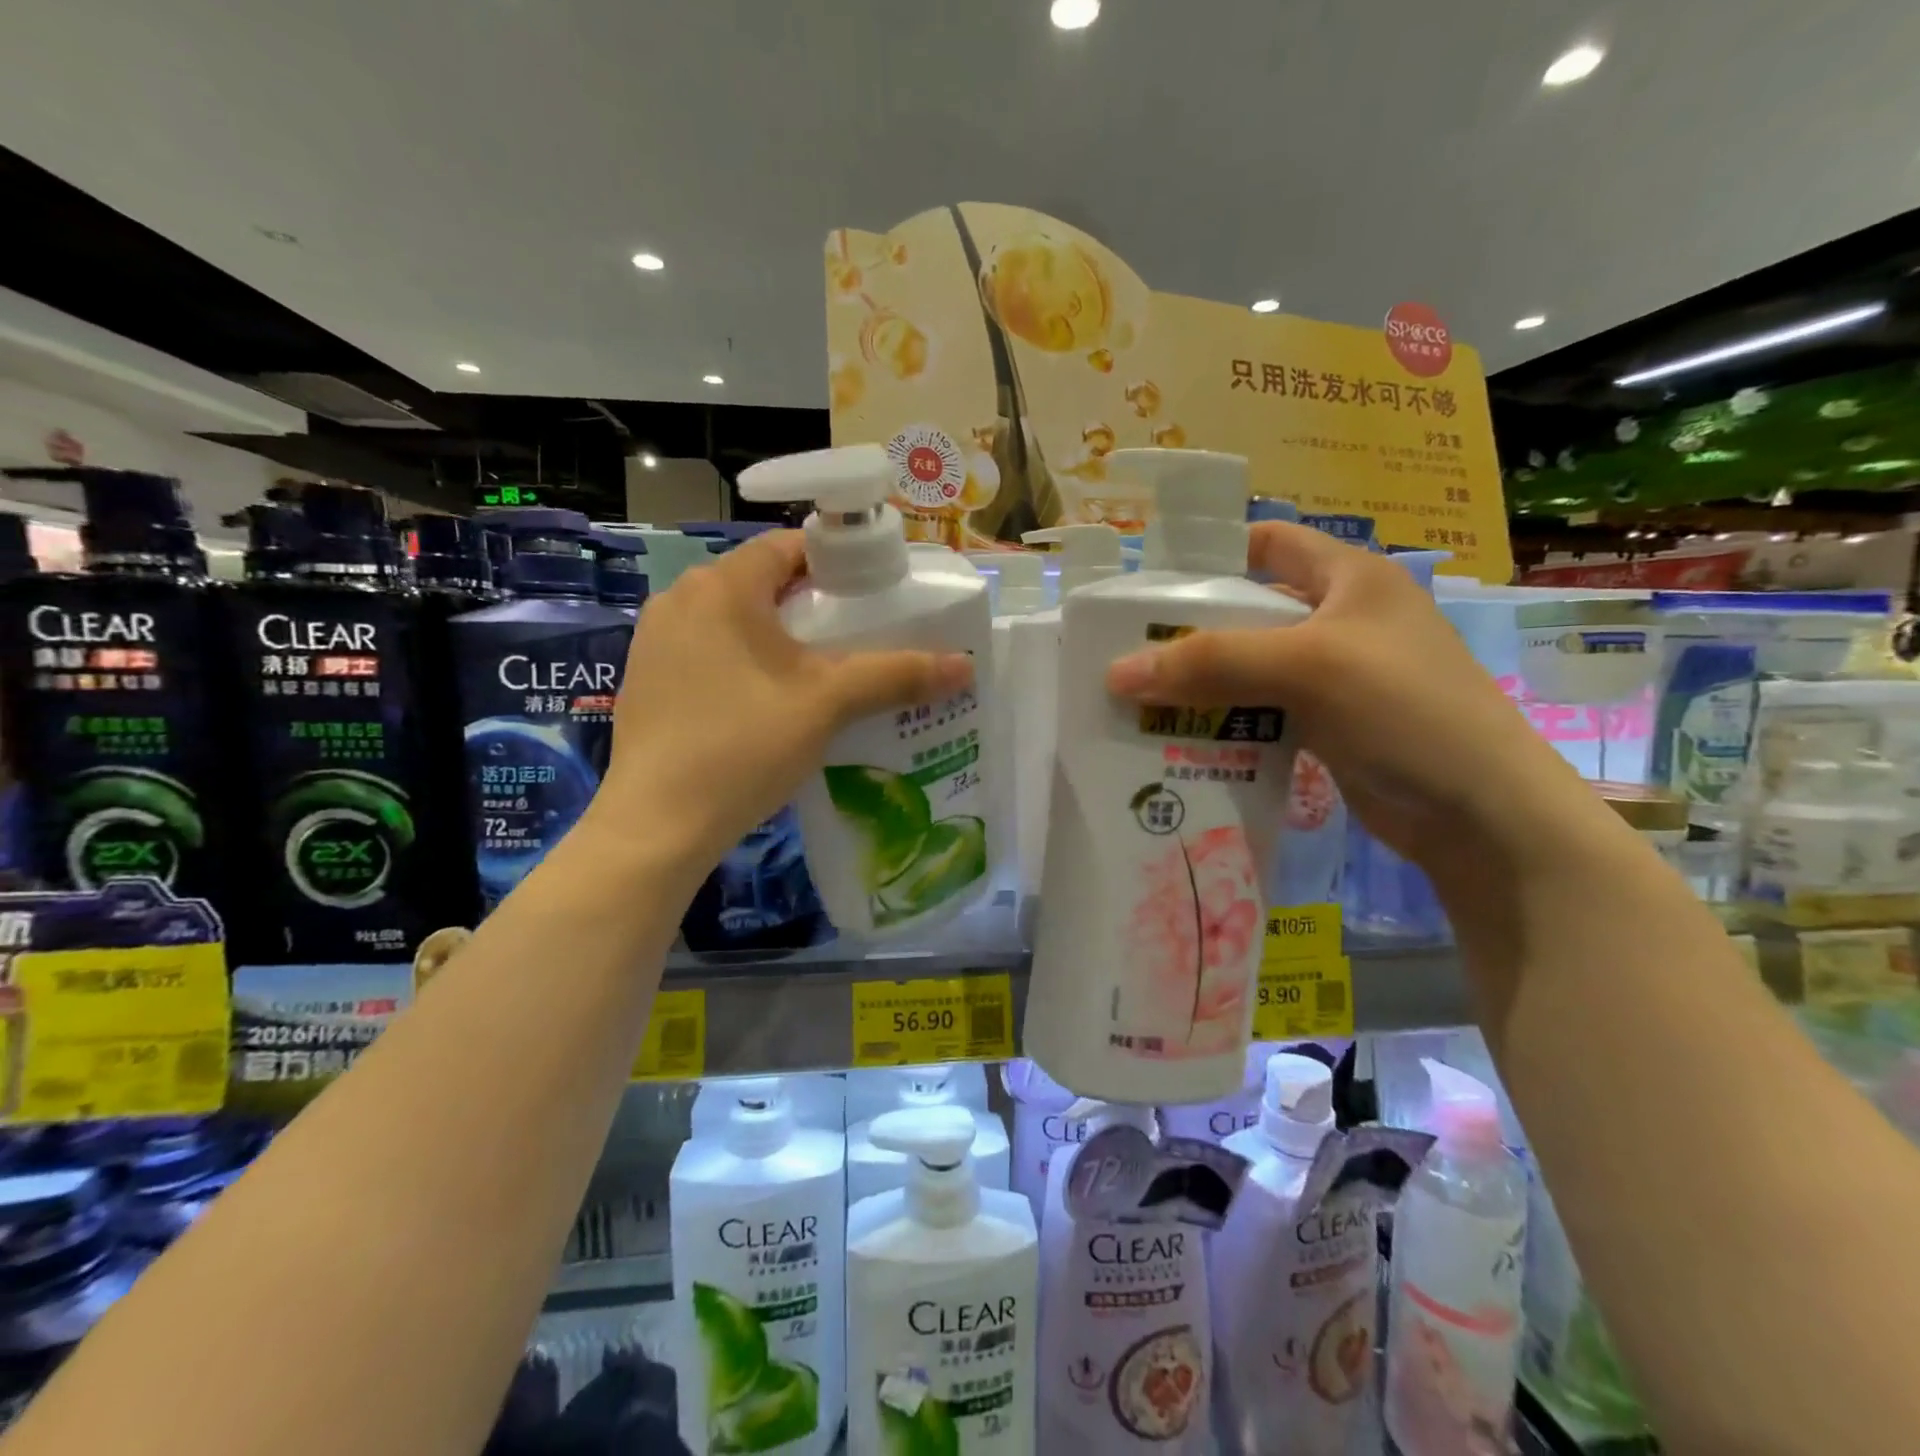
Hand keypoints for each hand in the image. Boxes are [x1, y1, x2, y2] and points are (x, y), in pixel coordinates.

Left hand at [593, 531, 972, 871]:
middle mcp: (680, 599)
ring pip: (734, 620)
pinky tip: (768, 702)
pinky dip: (744, 661)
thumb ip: (896, 675)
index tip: (874, 593)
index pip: (788, 546)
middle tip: (858, 636)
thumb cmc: (743, 746)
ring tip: (821, 672)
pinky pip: (708, 651)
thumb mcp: (828, 704)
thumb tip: (965, 664)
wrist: (658, 824)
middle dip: (812, 604)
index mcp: (721, 586)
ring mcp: (656, 640)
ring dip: (778, 636)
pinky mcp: (647, 679)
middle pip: (761, 582)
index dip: (837, 562)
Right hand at [1105, 522, 1589, 866]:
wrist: (1480, 813)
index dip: (1211, 553)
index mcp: (1348, 577)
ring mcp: (1335, 676)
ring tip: (1139, 699)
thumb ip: (1210, 662)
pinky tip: (1181, 738)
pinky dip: (1223, 721)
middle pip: (1248, 611)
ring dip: (1200, 684)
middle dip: (1189, 631)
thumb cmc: (1404, 709)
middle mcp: (1340, 619)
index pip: (1268, 542)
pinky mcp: (1327, 725)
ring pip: (1249, 667)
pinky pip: (1260, 712)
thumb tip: (1115, 672)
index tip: (1148, 584)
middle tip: (1127, 653)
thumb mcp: (1307, 667)